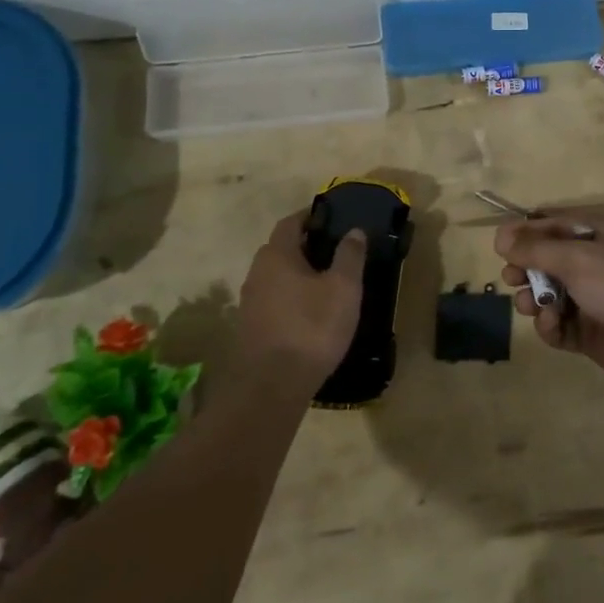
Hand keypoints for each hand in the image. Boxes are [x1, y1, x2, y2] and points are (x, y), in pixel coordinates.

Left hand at [237, 212, 366, 391]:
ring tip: (326, 281)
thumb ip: (349, 255)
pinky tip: (310, 311)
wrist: (273, 385)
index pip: (290, 223)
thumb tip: (354, 231)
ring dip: (297, 273)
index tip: (332, 218)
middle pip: (280, 248)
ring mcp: (249, 302)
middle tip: (334, 250)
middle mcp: (257, 273)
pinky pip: (273, 299)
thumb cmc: (312, 326)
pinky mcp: (250, 327)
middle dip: (305, 245)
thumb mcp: (344, 288)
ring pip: (275, 276)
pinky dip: (290, 296)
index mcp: (277, 255)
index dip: (310, 217)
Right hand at [495, 212, 603, 385]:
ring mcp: (592, 296)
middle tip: (511, 278)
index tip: (499, 244)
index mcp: (599, 232)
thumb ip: (535, 248)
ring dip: (534, 298)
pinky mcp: (589, 329)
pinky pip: (558, 322)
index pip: (553, 223)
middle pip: (547, 258)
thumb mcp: (575, 259)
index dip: (525, 231)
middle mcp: (595, 260)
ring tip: (531, 305)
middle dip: (526, 268)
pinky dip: (550, 325)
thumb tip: (500, 237)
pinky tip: (552, 326)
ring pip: (549, 292)